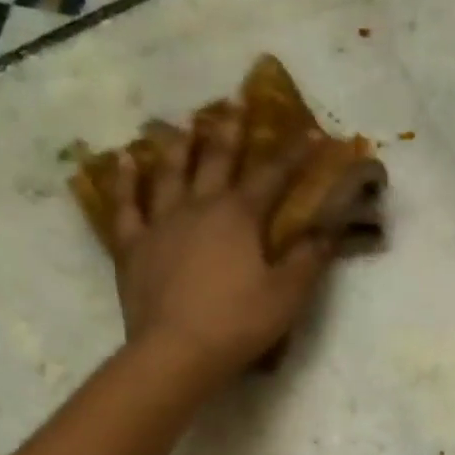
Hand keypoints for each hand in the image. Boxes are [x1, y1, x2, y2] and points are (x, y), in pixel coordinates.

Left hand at [108, 109, 335, 387]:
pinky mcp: (133, 246)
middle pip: (216, 160)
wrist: (176, 352)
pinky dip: (125, 182)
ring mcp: (161, 223)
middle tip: (234, 102)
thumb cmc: (238, 323)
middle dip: (230, 131)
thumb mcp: (287, 295)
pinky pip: (126, 207)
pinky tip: (124, 161)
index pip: (272, 177)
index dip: (293, 155)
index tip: (309, 132)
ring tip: (183, 124)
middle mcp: (199, 207)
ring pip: (169, 173)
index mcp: (240, 217)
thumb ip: (310, 259)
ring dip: (178, 145)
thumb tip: (330, 230)